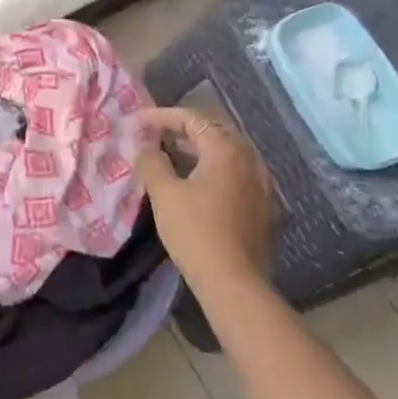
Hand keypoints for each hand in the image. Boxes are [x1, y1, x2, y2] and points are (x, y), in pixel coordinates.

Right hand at [134, 107, 275, 285]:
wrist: (233, 281)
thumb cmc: (195, 231)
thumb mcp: (164, 194)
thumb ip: (152, 162)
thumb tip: (145, 146)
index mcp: (227, 150)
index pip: (192, 119)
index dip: (161, 116)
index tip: (136, 122)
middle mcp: (249, 159)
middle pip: (213, 131)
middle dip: (181, 129)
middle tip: (153, 133)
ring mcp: (260, 182)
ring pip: (225, 152)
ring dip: (196, 148)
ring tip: (169, 153)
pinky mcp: (261, 204)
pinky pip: (233, 172)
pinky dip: (211, 167)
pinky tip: (193, 180)